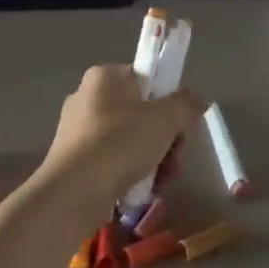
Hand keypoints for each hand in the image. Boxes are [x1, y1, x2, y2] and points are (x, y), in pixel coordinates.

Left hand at [39, 65, 203, 208]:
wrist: (75, 190)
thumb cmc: (121, 142)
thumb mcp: (165, 118)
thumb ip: (186, 104)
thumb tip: (194, 101)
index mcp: (103, 77)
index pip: (146, 80)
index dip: (168, 102)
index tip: (180, 126)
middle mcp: (86, 97)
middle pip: (140, 113)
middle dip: (165, 139)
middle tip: (175, 159)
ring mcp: (77, 129)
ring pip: (129, 139)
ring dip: (153, 159)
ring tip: (162, 181)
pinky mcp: (74, 159)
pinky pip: (112, 159)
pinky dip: (130, 172)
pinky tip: (143, 190)